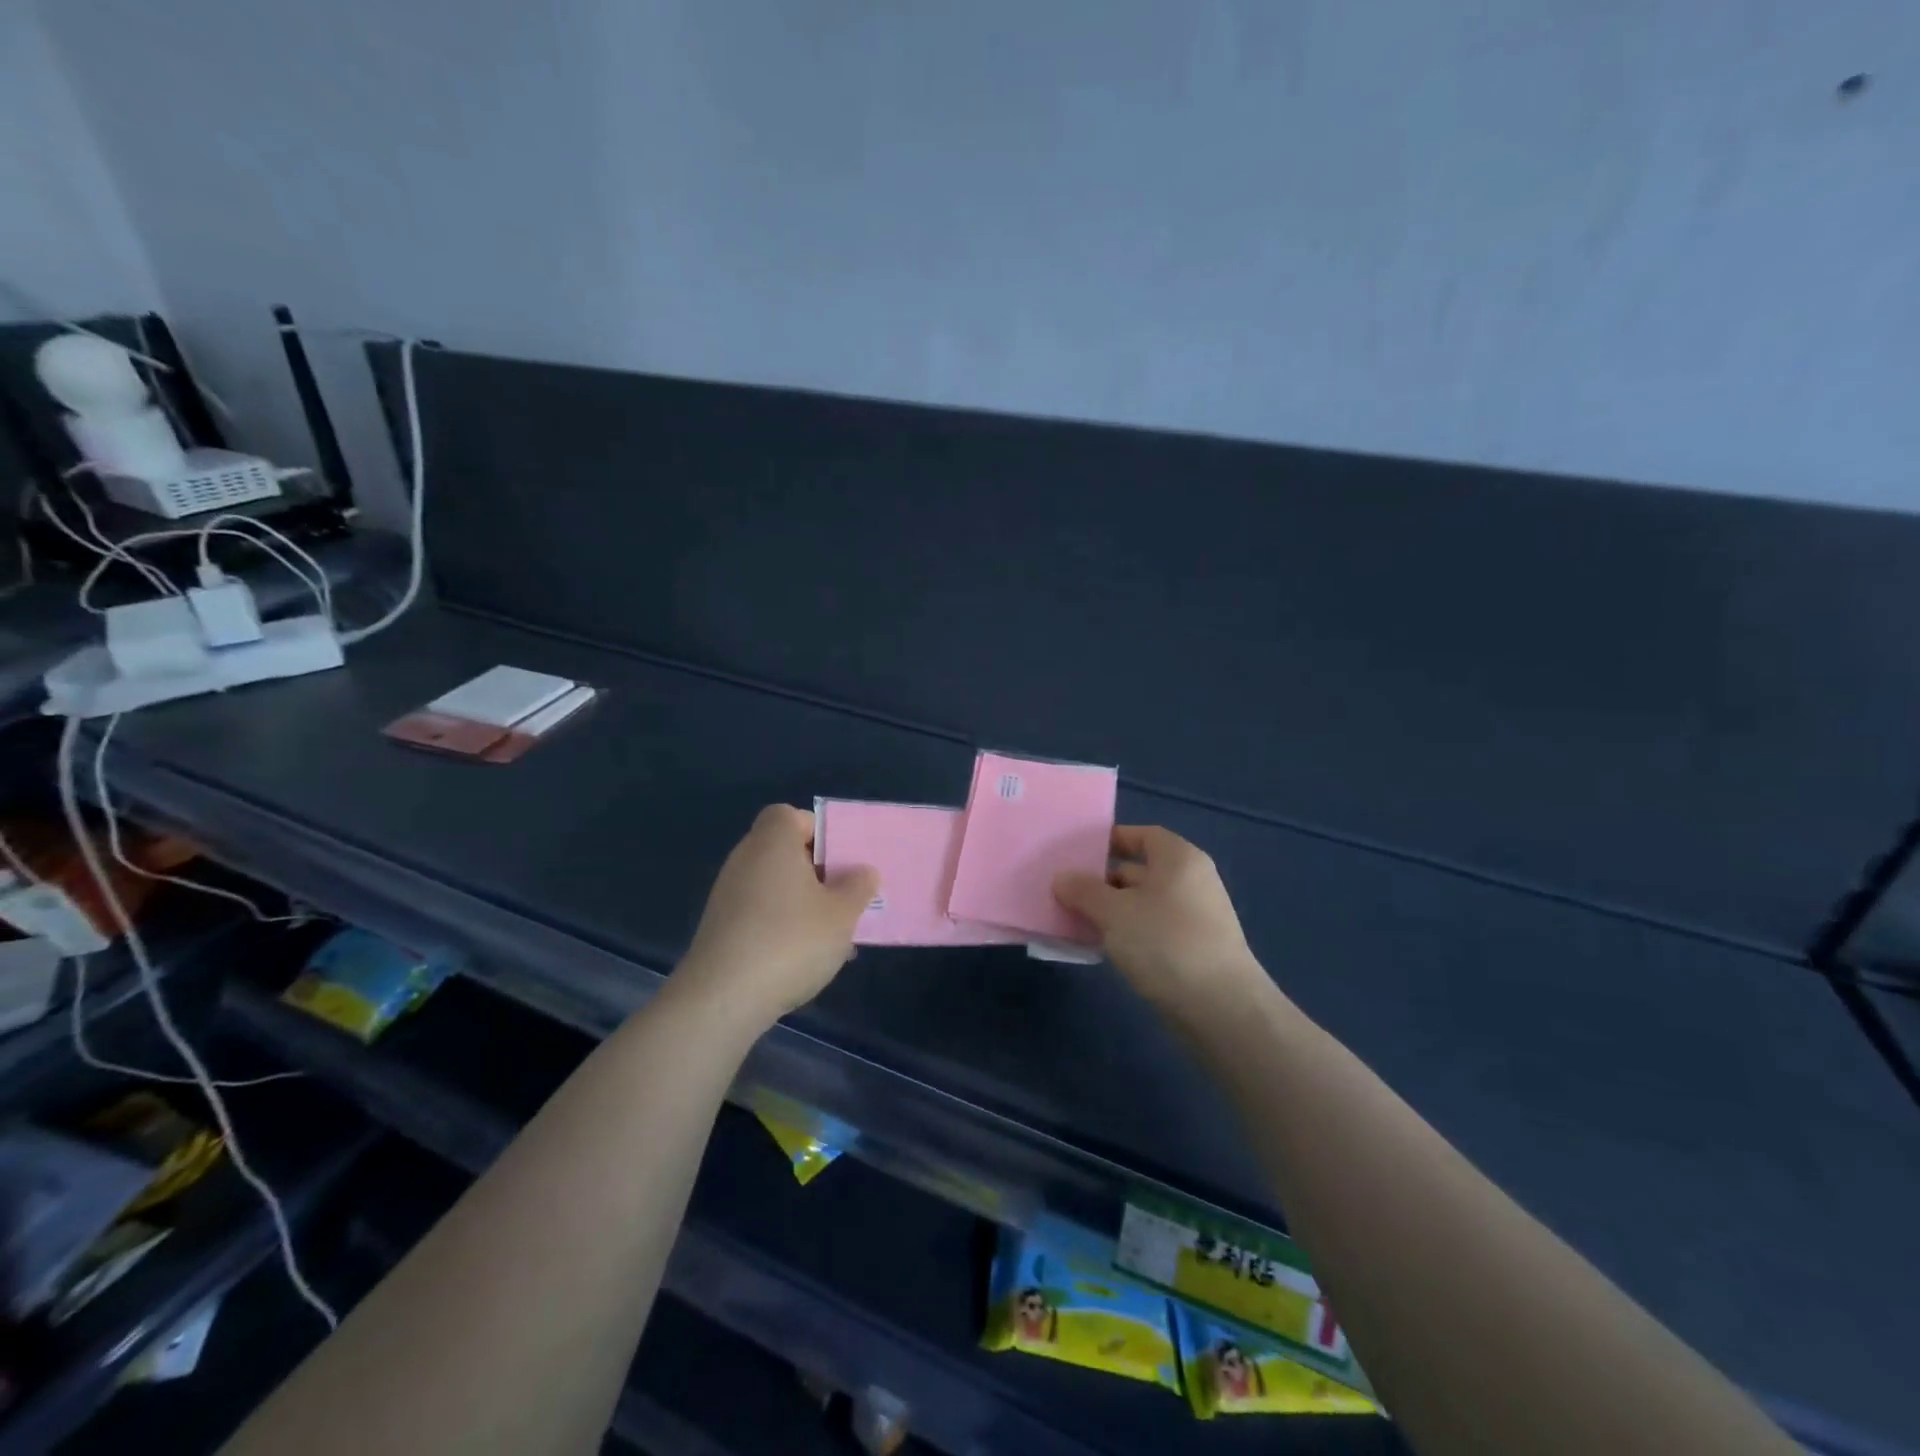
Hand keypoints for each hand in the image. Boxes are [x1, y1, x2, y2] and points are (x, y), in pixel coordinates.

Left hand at [679, 805, 878, 1025]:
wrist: (723, 999)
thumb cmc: (790, 941)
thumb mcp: (842, 914)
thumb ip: (858, 887)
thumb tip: (863, 871)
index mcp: (772, 842)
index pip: (789, 815)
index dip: (817, 831)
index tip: (840, 860)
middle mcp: (745, 860)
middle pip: (783, 851)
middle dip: (816, 871)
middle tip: (844, 896)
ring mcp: (727, 895)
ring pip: (774, 885)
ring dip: (802, 902)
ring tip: (831, 933)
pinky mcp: (720, 928)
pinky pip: (759, 912)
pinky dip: (781, 924)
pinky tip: (803, 957)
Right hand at [1053, 826, 1267, 1014]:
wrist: (1221, 1009)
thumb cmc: (1165, 943)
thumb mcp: (1114, 912)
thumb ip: (1084, 891)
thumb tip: (1062, 878)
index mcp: (1179, 858)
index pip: (1142, 835)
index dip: (1111, 840)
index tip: (1078, 854)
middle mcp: (1192, 881)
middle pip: (1141, 870)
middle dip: (1104, 880)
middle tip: (1067, 892)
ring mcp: (1197, 917)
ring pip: (1144, 903)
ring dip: (1113, 911)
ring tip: (1077, 921)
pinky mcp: (1195, 950)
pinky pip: (1153, 930)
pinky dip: (1129, 933)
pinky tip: (1105, 949)